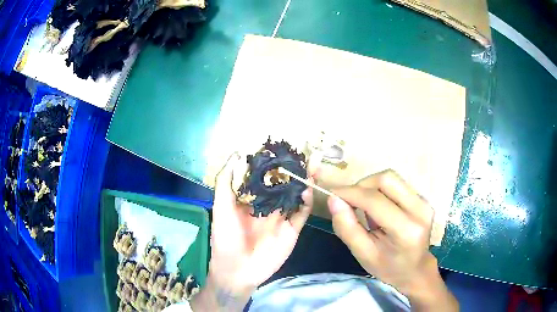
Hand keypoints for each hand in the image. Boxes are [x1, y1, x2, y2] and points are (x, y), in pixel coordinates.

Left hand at [192, 153, 312, 310]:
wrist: (237, 271)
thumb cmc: (225, 238)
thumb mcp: (221, 208)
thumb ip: (225, 182)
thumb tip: (236, 154)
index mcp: (251, 199)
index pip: (263, 176)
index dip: (271, 163)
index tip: (278, 147)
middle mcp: (268, 206)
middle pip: (283, 184)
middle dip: (291, 170)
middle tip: (300, 153)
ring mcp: (281, 217)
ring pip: (295, 196)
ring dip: (303, 182)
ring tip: (310, 165)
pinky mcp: (292, 229)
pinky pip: (302, 213)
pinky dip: (307, 201)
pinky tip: (307, 189)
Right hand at [328, 170, 457, 310]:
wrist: (415, 270)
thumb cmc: (388, 267)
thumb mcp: (363, 254)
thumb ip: (347, 227)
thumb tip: (333, 199)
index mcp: (406, 230)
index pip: (375, 200)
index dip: (351, 193)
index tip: (332, 194)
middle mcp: (420, 210)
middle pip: (387, 179)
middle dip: (362, 185)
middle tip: (349, 201)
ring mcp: (424, 202)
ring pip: (392, 178)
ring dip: (371, 187)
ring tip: (363, 206)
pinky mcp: (423, 199)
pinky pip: (397, 185)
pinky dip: (381, 191)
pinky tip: (377, 208)